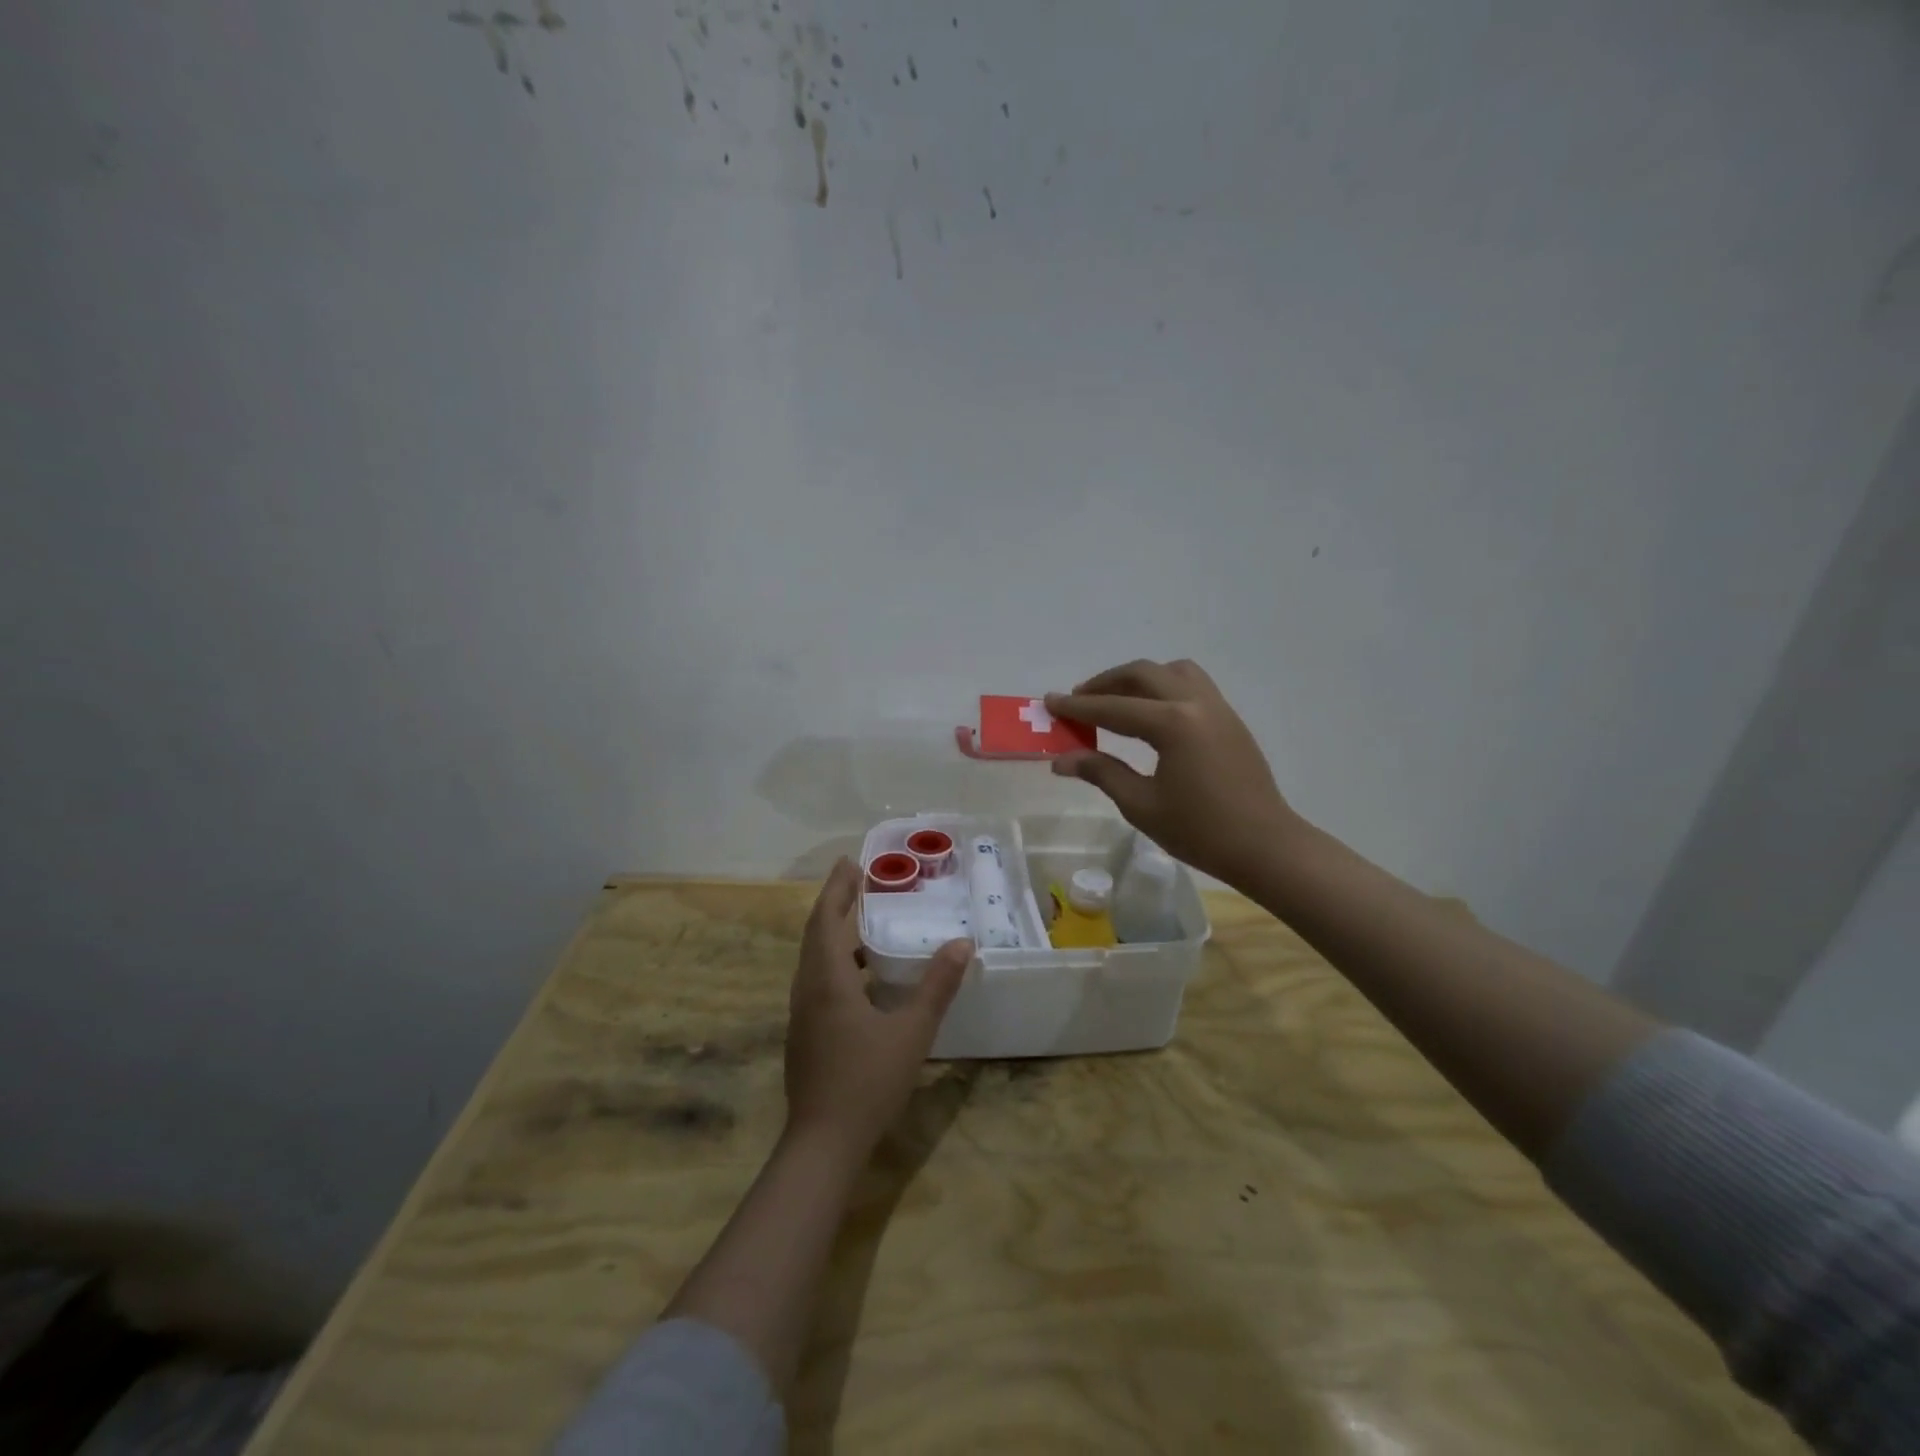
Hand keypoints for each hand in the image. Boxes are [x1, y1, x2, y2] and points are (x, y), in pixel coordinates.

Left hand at [784, 858, 971, 1162]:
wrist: (823, 1143)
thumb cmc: (868, 1081)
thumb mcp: (912, 1032)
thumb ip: (937, 986)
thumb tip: (961, 944)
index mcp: (827, 981)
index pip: (826, 920)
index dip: (837, 888)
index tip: (850, 862)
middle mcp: (808, 990)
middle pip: (815, 935)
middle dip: (835, 904)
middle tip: (859, 882)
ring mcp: (802, 1015)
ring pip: (814, 960)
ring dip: (835, 935)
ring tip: (866, 924)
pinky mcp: (805, 1035)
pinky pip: (817, 982)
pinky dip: (836, 964)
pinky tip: (864, 980)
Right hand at [1047, 659, 1297, 889]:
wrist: (1265, 847)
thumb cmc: (1200, 831)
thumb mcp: (1141, 805)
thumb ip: (1101, 772)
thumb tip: (1061, 759)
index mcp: (1173, 724)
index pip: (1114, 708)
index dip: (1078, 707)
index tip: (1050, 702)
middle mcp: (1196, 703)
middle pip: (1143, 674)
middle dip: (1105, 683)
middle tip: (1078, 701)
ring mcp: (1218, 708)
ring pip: (1172, 672)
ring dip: (1139, 679)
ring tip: (1116, 700)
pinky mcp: (1230, 719)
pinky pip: (1192, 685)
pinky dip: (1164, 687)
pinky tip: (1151, 714)